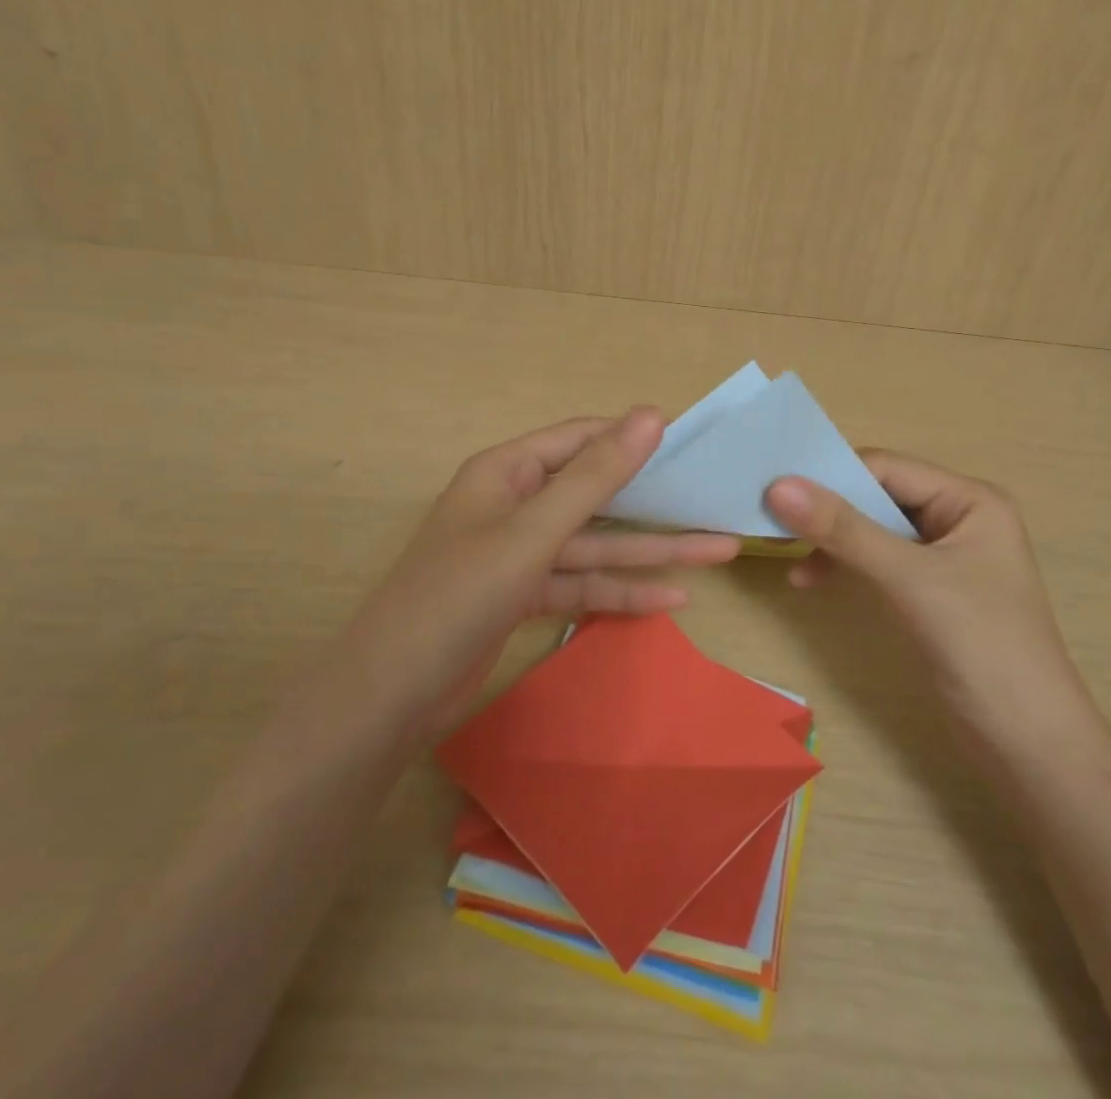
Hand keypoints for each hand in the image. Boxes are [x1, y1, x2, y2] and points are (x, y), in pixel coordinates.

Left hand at [350, 408, 739, 729]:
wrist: (391, 695)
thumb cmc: (459, 595)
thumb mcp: (534, 531)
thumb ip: (596, 476)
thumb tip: (651, 414)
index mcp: (508, 470)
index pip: (582, 439)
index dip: (635, 438)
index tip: (693, 443)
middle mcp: (515, 503)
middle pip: (596, 494)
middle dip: (656, 503)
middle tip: (716, 501)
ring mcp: (519, 553)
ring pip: (595, 545)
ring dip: (651, 552)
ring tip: (719, 550)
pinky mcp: (523, 596)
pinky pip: (581, 584)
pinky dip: (620, 591)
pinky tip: (672, 599)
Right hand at [764, 452, 1096, 748]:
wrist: (1029, 746)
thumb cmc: (982, 646)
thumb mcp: (910, 580)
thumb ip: (845, 530)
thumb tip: (778, 486)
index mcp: (970, 500)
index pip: (887, 468)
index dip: (831, 474)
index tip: (774, 488)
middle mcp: (958, 518)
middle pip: (878, 495)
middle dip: (827, 508)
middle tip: (770, 520)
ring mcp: (944, 556)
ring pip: (873, 529)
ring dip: (831, 540)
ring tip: (787, 555)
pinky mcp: (930, 590)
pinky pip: (877, 560)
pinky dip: (844, 566)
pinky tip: (810, 581)